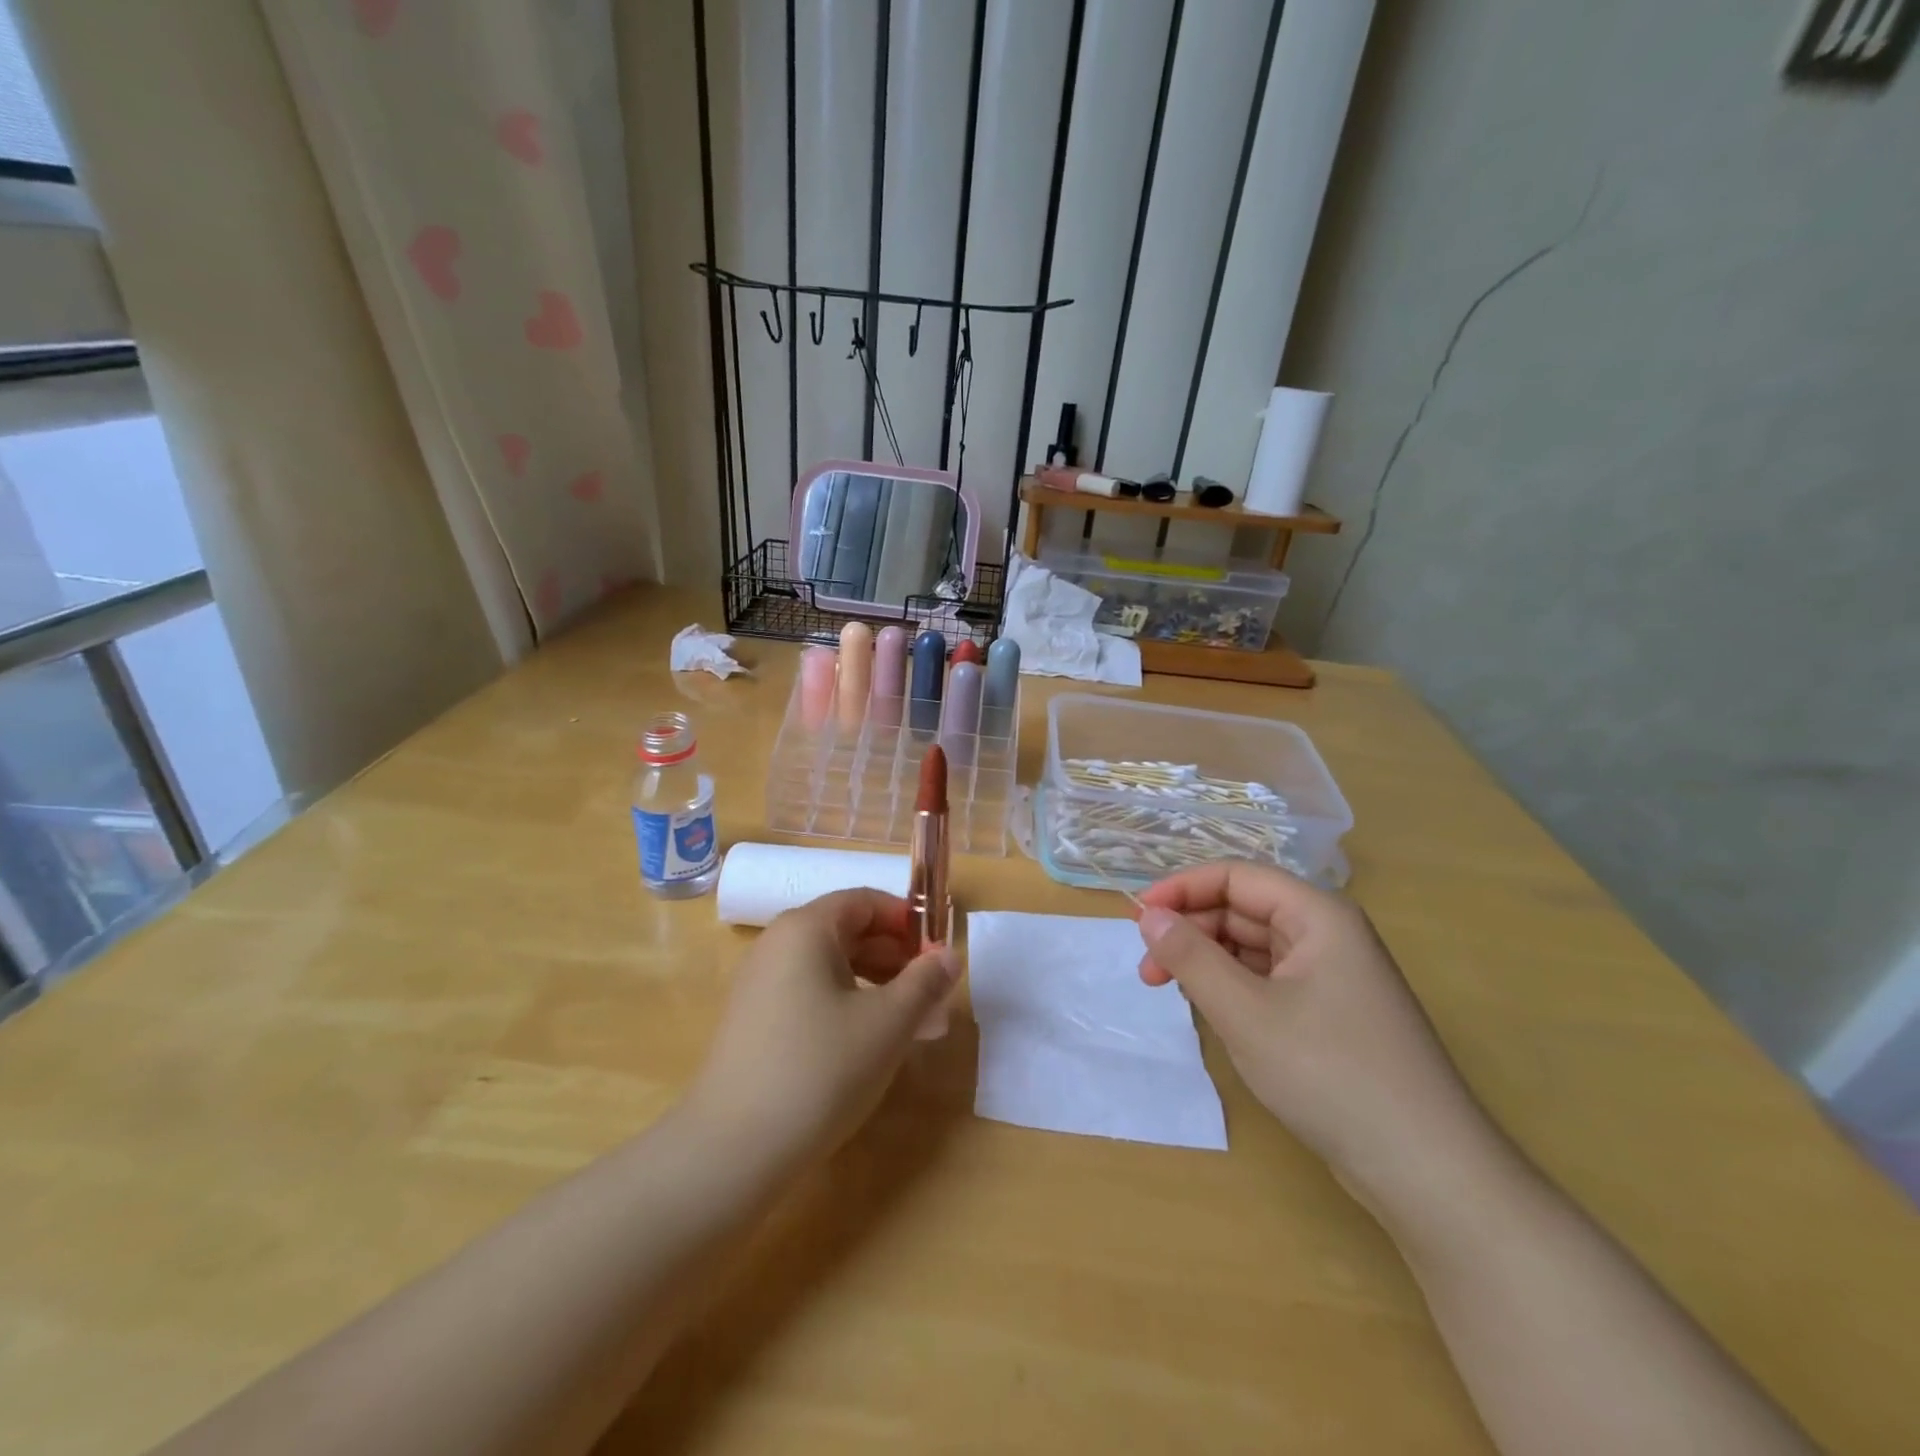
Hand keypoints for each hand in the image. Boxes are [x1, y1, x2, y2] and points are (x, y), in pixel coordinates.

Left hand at [689, 890, 959, 1166]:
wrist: (731, 1151)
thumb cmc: (820, 1070)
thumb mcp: (888, 1024)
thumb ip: (925, 982)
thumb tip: (949, 956)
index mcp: (806, 928)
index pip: (866, 901)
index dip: (908, 922)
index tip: (940, 955)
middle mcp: (778, 944)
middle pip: (849, 931)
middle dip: (898, 958)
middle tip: (933, 996)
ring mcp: (761, 984)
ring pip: (833, 967)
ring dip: (878, 986)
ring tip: (913, 1025)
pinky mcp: (755, 1021)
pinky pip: (812, 994)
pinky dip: (848, 1006)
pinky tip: (871, 1044)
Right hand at [1136, 862, 1500, 1211]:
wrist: (1428, 1171)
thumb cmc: (1331, 1074)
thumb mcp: (1245, 1013)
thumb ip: (1191, 957)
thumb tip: (1148, 916)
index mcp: (1318, 915)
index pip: (1236, 877)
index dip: (1182, 889)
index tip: (1137, 919)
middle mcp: (1328, 934)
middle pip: (1244, 909)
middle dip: (1191, 930)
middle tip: (1147, 970)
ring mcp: (1333, 976)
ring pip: (1253, 947)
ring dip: (1208, 960)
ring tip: (1170, 991)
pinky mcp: (1332, 1014)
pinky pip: (1269, 980)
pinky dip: (1233, 987)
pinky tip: (1211, 1010)